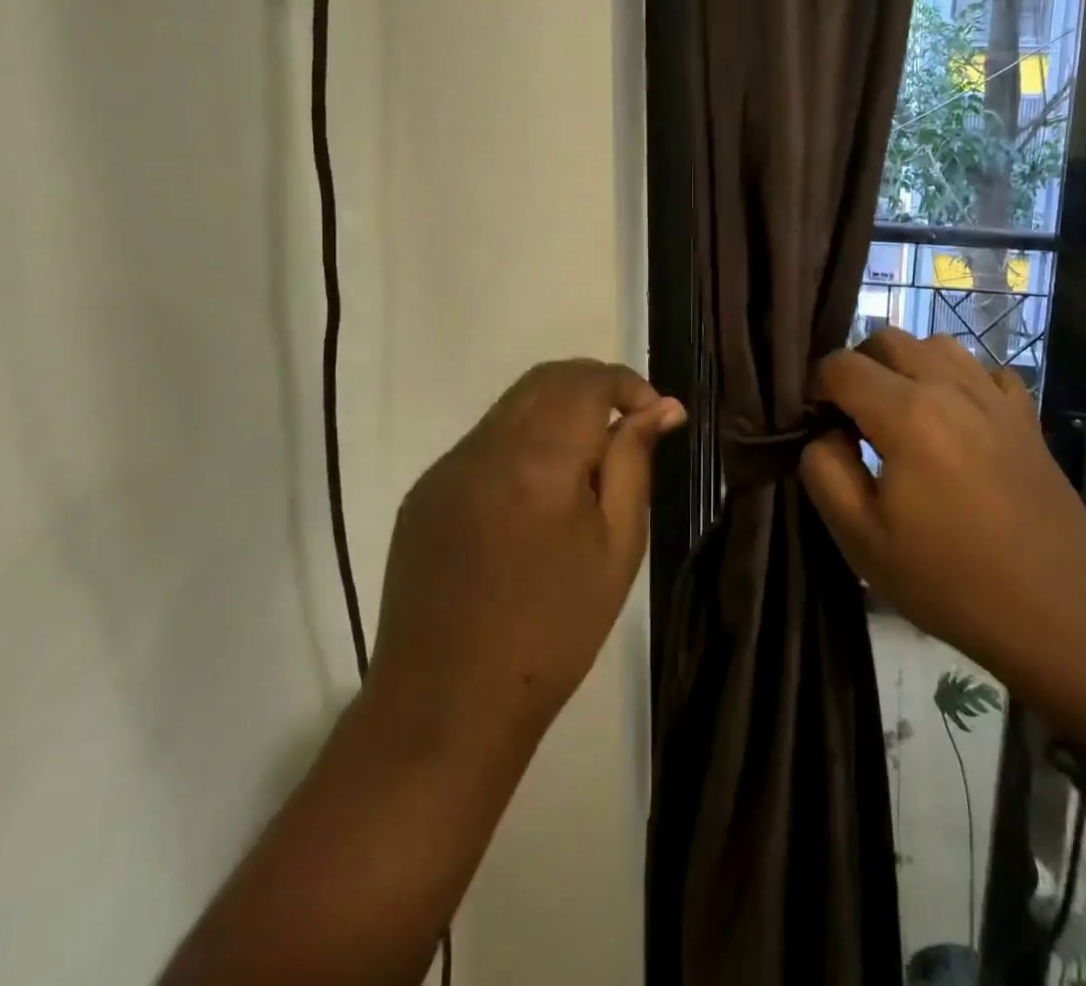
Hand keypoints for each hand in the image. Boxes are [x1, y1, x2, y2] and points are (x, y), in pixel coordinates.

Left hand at [363, 360, 683, 761]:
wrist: (448, 707)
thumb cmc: (554, 631)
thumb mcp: (617, 547)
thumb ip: (634, 463)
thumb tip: (661, 407)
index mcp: (539, 459)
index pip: (587, 380)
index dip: (628, 384)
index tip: (655, 416)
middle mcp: (485, 447)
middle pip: (546, 379)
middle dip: (594, 388)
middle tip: (626, 430)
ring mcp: (446, 468)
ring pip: (512, 406)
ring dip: (557, 413)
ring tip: (585, 467)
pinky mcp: (424, 493)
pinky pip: (483, 442)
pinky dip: (521, 442)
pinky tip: (535, 497)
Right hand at [799, 330, 1085, 746]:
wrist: (1061, 611)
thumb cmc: (951, 580)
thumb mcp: (862, 539)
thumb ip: (824, 470)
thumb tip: (825, 433)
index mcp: (907, 413)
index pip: (841, 365)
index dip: (816, 387)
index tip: (815, 423)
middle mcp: (951, 386)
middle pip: (888, 339)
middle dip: (858, 367)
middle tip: (851, 418)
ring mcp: (995, 396)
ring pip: (936, 345)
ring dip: (906, 366)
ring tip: (900, 414)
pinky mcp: (1025, 415)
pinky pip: (982, 371)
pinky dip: (957, 380)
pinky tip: (955, 420)